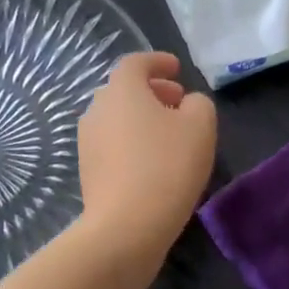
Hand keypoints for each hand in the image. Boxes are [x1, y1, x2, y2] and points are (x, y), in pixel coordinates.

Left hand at [78, 51, 216, 265]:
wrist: (125, 226)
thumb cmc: (166, 166)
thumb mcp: (201, 126)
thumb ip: (199, 103)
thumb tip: (188, 103)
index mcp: (121, 90)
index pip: (135, 62)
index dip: (157, 61)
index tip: (177, 69)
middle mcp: (97, 109)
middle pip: (123, 90)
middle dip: (152, 91)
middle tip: (178, 101)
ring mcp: (87, 141)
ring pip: (117, 118)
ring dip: (142, 118)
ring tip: (170, 134)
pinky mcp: (87, 170)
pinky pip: (112, 143)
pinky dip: (132, 142)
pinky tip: (154, 162)